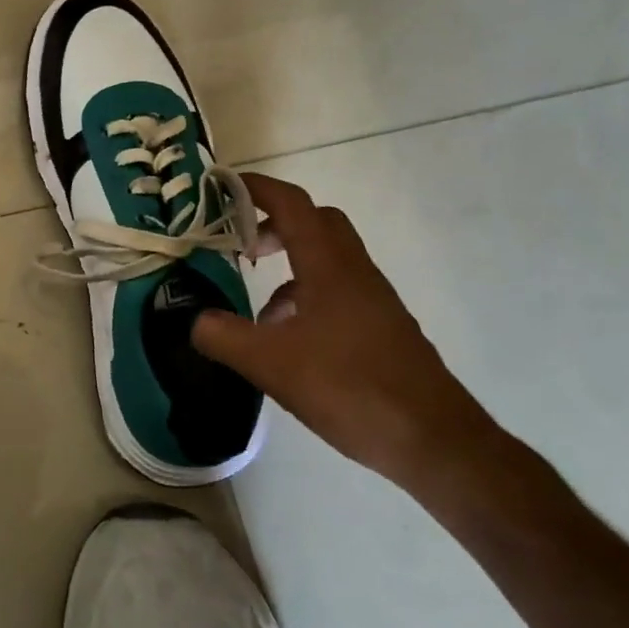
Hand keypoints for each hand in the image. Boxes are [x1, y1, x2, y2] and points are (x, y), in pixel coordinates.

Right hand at [191, 173, 501, 491]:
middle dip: (273, 222)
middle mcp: (354, 272)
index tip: (220, 187)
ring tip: (255, 307)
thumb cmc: (350, 388)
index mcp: (329, 266)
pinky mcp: (380, 327)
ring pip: (326, 259)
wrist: (434, 440)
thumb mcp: (271, 364)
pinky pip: (336, 291)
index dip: (255, 188)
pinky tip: (287, 341)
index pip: (291, 204)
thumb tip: (195, 321)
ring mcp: (372, 300)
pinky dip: (305, 298)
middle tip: (238, 242)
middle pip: (315, 222)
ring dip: (289, 265)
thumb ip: (224, 336)